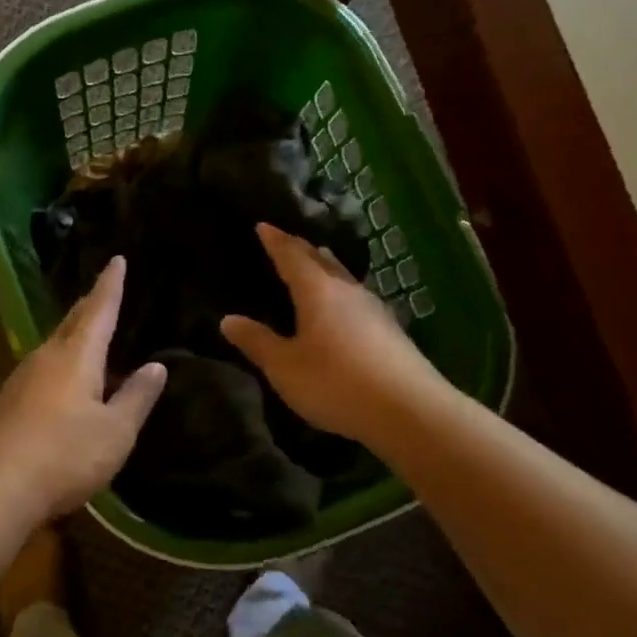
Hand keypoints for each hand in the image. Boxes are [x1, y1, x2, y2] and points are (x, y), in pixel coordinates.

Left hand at [0, 256, 166, 520]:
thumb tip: (156, 366)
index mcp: (76, 355)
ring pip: (57, 345)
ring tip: (97, 338)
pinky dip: (65, 363)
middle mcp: (46, 356)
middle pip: (73, 322)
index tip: (117, 259)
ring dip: (77, 337)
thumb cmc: (64, 455)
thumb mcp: (115, 431)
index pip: (99, 308)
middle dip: (92, 306)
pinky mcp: (11, 401)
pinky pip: (46, 368)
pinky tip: (73, 384)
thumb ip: (137, 397)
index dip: (110, 284)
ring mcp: (23, 378)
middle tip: (107, 292)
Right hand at [220, 223, 440, 443]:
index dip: (276, 241)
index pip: (291, 256)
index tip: (263, 225)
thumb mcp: (285, 367)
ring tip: (318, 261)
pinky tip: (345, 306)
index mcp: (317, 291)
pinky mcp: (391, 331)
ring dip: (327, 267)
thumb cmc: (336, 383)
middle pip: (322, 260)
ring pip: (344, 277)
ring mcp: (374, 310)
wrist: (409, 410)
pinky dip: (342, 292)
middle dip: (302, 249)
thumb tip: (228, 319)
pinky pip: (357, 298)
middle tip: (288, 240)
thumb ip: (257, 342)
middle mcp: (347, 291)